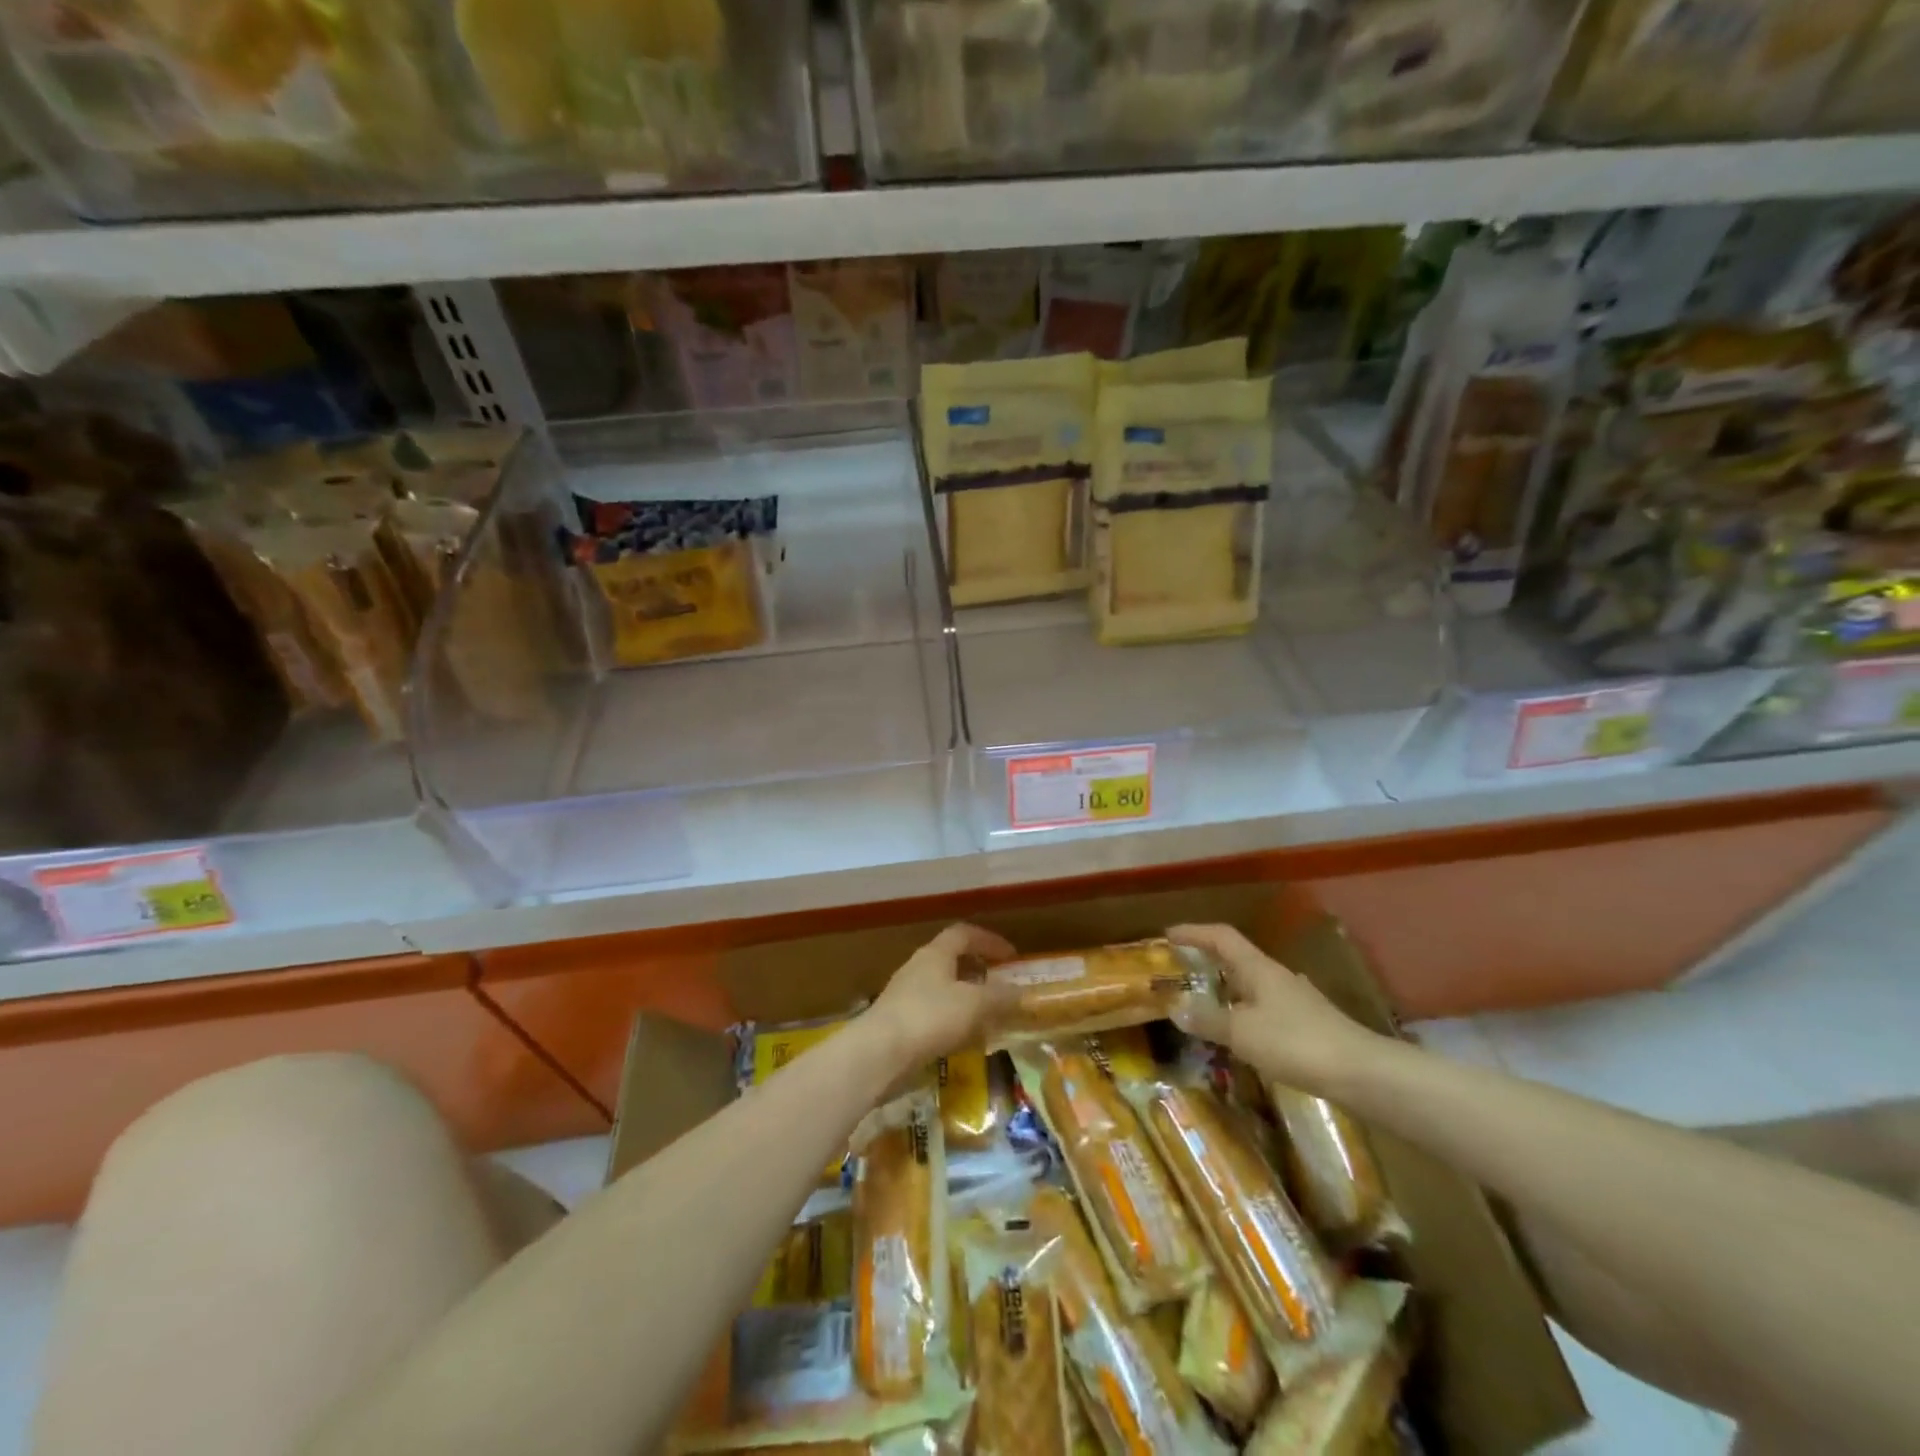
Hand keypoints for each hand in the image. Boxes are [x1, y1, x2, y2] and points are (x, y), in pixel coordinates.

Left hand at [864, 923, 1014, 1072]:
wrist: (878, 1054)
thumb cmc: (930, 1017)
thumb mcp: (975, 1005)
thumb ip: (1001, 997)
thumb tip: (1023, 993)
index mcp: (936, 953)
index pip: (965, 933)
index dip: (990, 941)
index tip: (1012, 956)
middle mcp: (918, 968)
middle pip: (952, 960)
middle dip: (979, 971)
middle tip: (1001, 986)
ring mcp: (905, 996)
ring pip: (943, 990)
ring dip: (967, 999)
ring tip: (988, 1017)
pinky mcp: (899, 1023)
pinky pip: (933, 1015)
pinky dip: (953, 1022)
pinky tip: (964, 1041)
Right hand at [1167, 923, 1385, 1095]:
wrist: (1362, 1073)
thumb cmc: (1296, 1043)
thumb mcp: (1242, 1032)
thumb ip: (1208, 1019)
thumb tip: (1174, 1006)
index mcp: (1259, 969)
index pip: (1222, 937)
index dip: (1194, 933)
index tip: (1168, 936)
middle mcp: (1277, 977)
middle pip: (1237, 959)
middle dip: (1208, 962)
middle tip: (1182, 972)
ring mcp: (1296, 1000)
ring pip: (1253, 986)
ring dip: (1227, 990)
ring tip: (1206, 1006)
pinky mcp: (1308, 1025)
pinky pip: (1265, 1010)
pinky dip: (1245, 1014)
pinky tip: (1242, 1035)